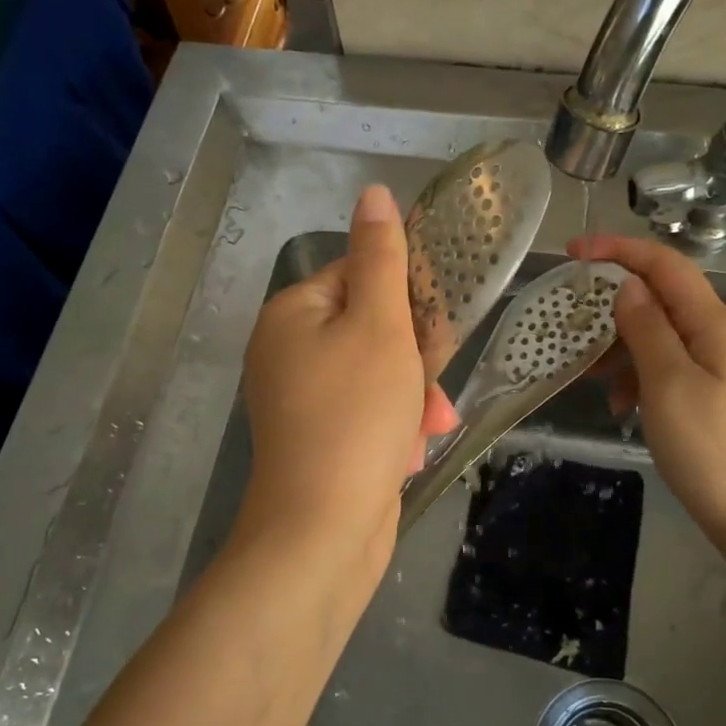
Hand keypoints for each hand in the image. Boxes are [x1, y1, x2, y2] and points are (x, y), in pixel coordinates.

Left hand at [241, 186, 458, 571]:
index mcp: (293, 313)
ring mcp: (301, 398)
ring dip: (412, 396)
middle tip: (431, 387)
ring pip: (378, 373)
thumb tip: (373, 192)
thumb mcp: (380, 327)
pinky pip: (368, 412)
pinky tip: (409, 453)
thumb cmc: (356, 417)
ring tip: (428, 428)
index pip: (360, 274)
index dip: (405, 296)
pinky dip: (393, 426)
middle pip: (372, 326)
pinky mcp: (319, 438)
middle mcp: (288, 350)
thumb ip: (382, 258)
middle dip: (414, 358)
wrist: (322, 533)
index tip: (437, 326)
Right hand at [571, 233, 725, 557]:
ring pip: (659, 336)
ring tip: (589, 374)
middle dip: (612, 305)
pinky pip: (666, 368)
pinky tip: (620, 405)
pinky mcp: (711, 395)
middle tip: (570, 323)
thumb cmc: (711, 448)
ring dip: (620, 347)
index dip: (619, 250)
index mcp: (714, 324)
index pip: (665, 266)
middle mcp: (719, 336)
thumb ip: (647, 329)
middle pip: (660, 299)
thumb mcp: (669, 384)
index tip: (572, 252)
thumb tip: (628, 286)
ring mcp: (717, 367)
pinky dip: (637, 376)